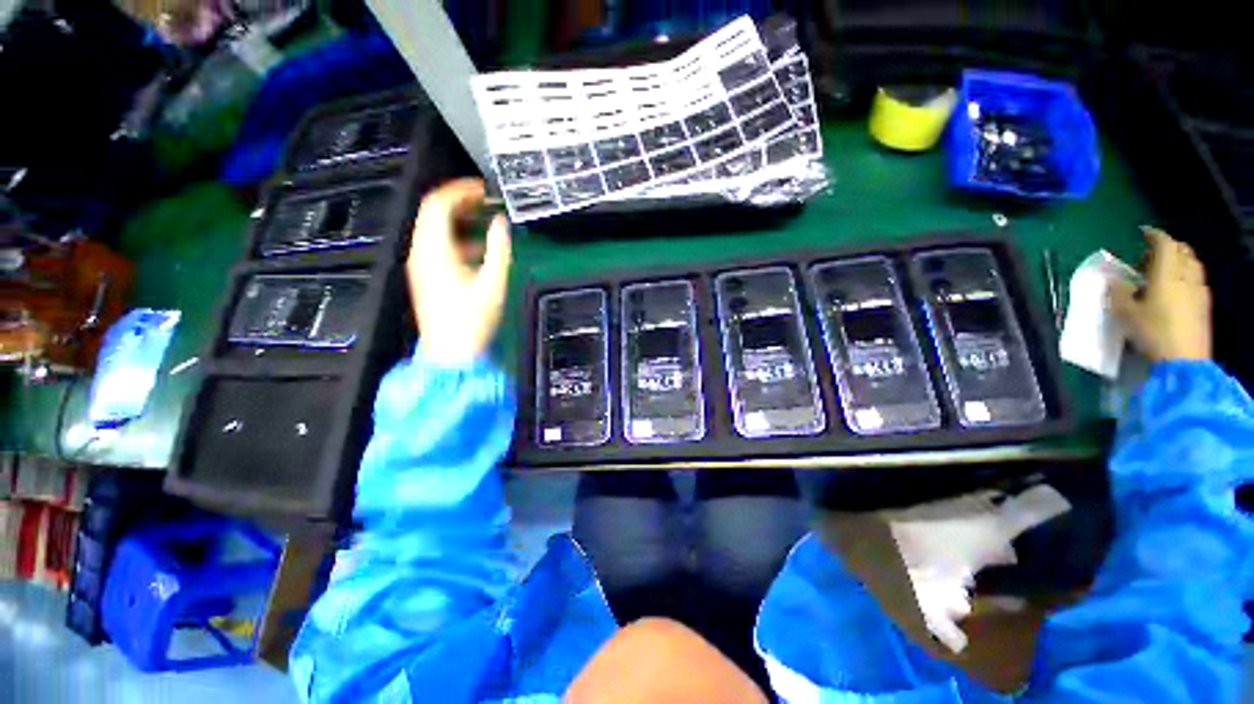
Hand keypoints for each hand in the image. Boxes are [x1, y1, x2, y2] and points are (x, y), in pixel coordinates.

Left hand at [407, 179, 511, 363]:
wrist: (451, 352)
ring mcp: (421, 265)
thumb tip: (501, 224)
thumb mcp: (493, 283)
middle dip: (460, 202)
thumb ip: (499, 249)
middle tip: (485, 201)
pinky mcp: (426, 276)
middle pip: (433, 213)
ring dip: (458, 219)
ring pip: (434, 228)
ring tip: (484, 220)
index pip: (438, 204)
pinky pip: (436, 245)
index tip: (483, 189)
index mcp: (435, 250)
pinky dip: (455, 238)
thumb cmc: (472, 319)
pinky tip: (477, 248)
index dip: (460, 190)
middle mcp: (421, 252)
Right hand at [1108, 227, 1210, 361]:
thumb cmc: (1152, 332)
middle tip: (1150, 254)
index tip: (1143, 233)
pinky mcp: (1204, 304)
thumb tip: (1112, 279)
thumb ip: (1117, 292)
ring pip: (1192, 263)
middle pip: (1182, 250)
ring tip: (1163, 270)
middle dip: (1168, 247)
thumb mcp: (1125, 313)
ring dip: (1179, 261)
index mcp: (1167, 272)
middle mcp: (1186, 275)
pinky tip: (1176, 287)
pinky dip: (1186, 275)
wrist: (1183, 360)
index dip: (1154, 235)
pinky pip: (1196, 279)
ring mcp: (1199, 289)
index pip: (1164, 243)